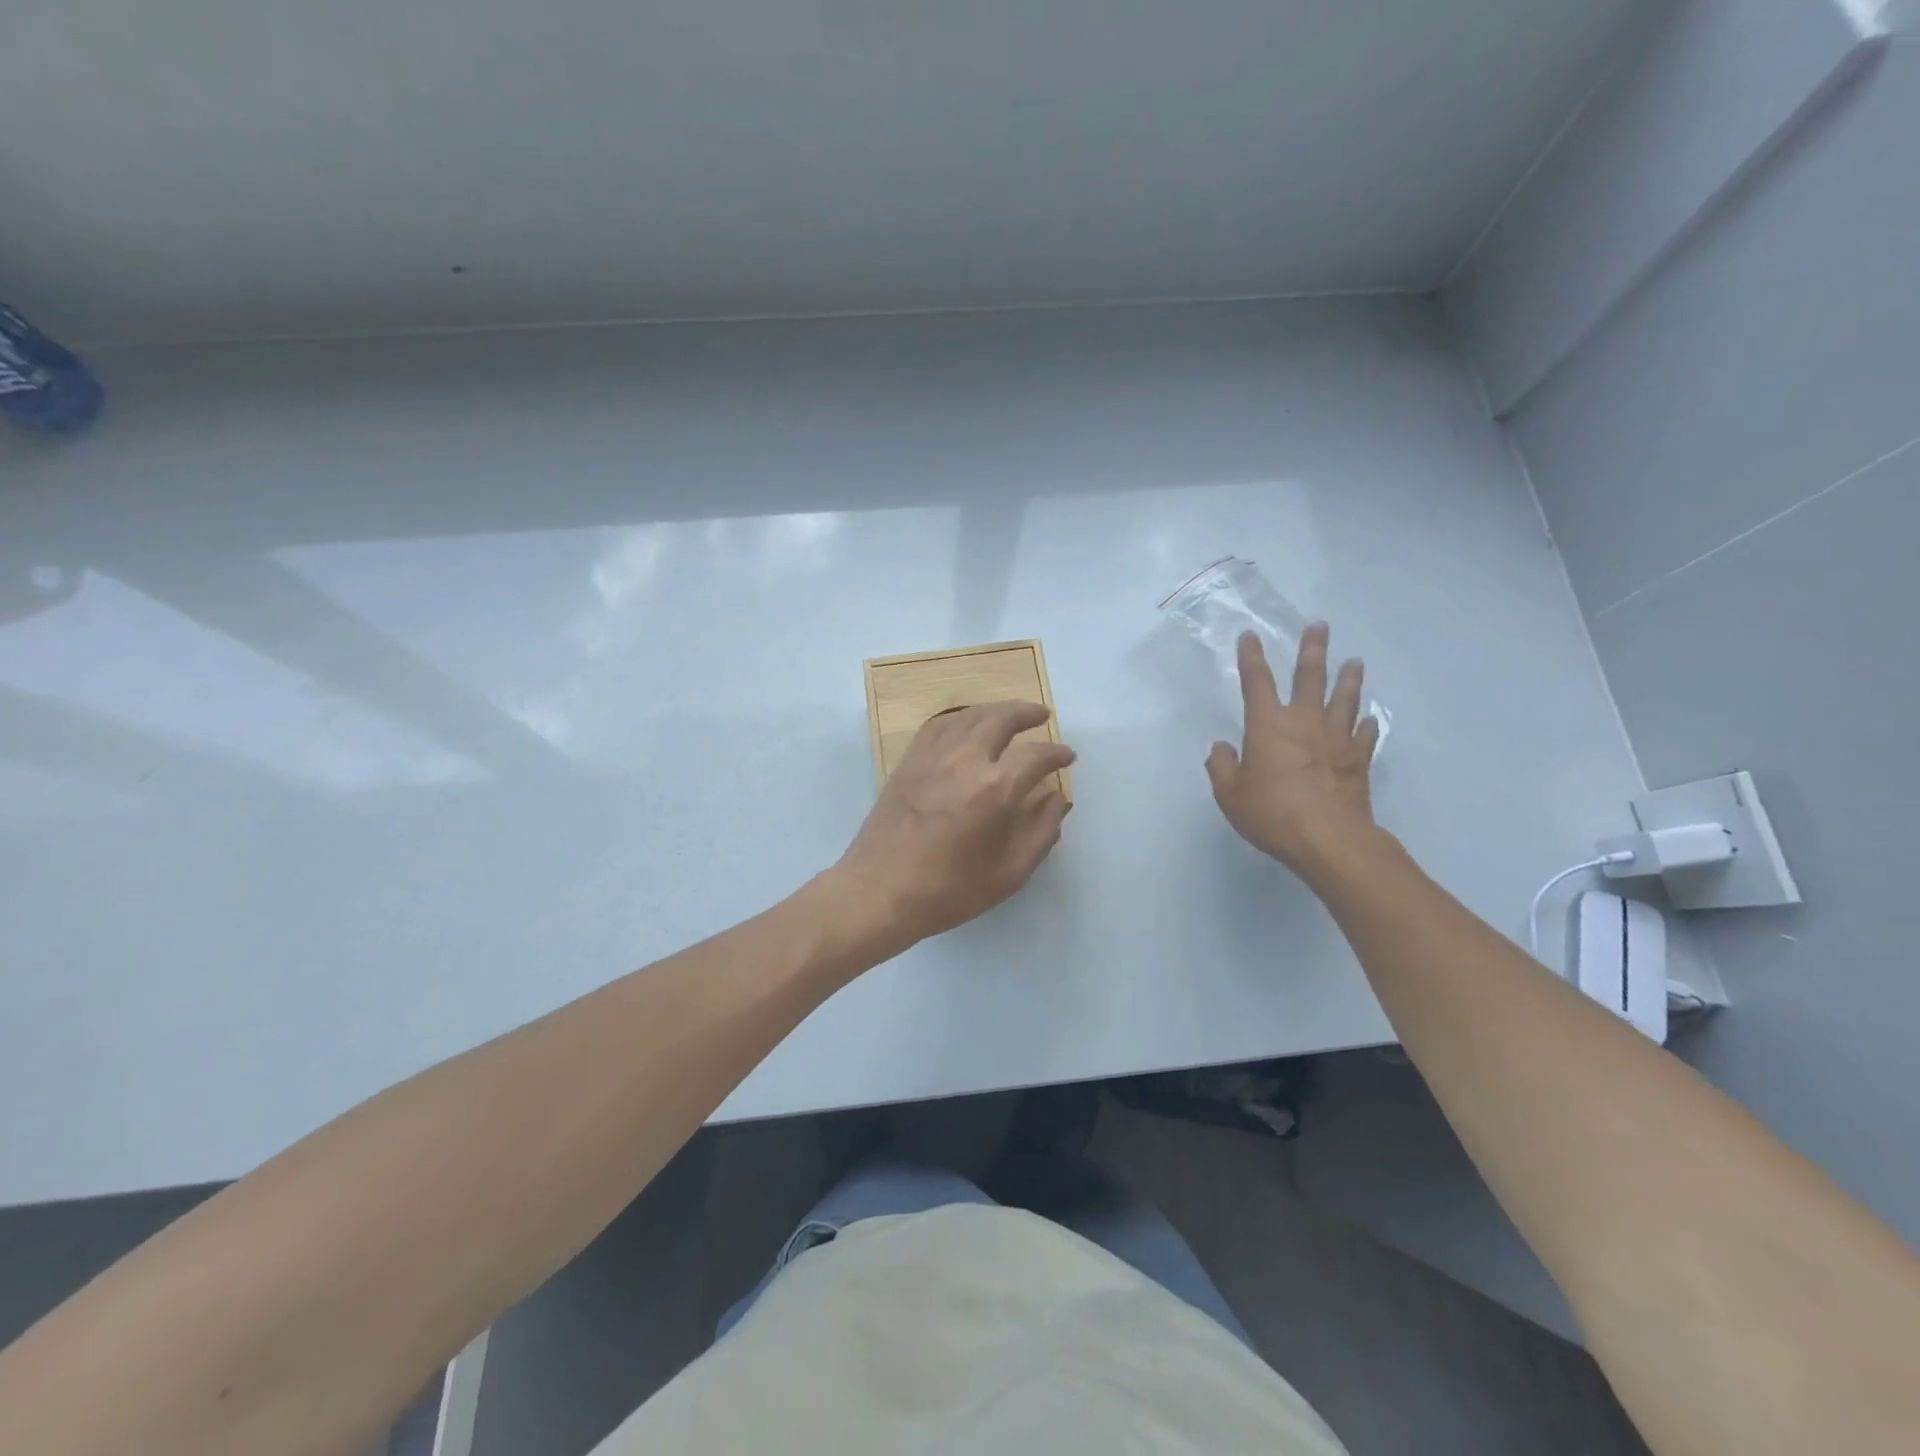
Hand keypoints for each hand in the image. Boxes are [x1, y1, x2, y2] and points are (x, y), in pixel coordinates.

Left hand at [833, 702, 1074, 948]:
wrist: (880, 892)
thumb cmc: (949, 890)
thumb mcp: (1009, 873)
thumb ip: (1041, 832)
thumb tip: (1057, 798)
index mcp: (995, 789)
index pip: (1036, 756)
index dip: (1057, 754)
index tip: (1067, 756)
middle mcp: (965, 761)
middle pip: (1001, 719)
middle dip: (1026, 713)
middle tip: (1042, 715)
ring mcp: (932, 757)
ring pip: (968, 716)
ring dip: (994, 710)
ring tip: (1009, 713)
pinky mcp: (908, 762)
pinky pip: (937, 726)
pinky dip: (958, 718)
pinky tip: (965, 724)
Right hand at [1206, 625, 1379, 876]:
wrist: (1328, 838)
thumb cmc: (1272, 813)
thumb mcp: (1230, 795)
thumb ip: (1222, 767)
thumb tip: (1221, 748)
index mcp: (1267, 726)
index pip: (1257, 683)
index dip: (1251, 658)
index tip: (1250, 636)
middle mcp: (1304, 723)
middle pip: (1310, 677)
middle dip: (1312, 650)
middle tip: (1319, 626)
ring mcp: (1336, 739)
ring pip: (1344, 699)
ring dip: (1349, 678)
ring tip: (1354, 661)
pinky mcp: (1358, 760)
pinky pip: (1365, 735)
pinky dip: (1367, 724)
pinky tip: (1370, 718)